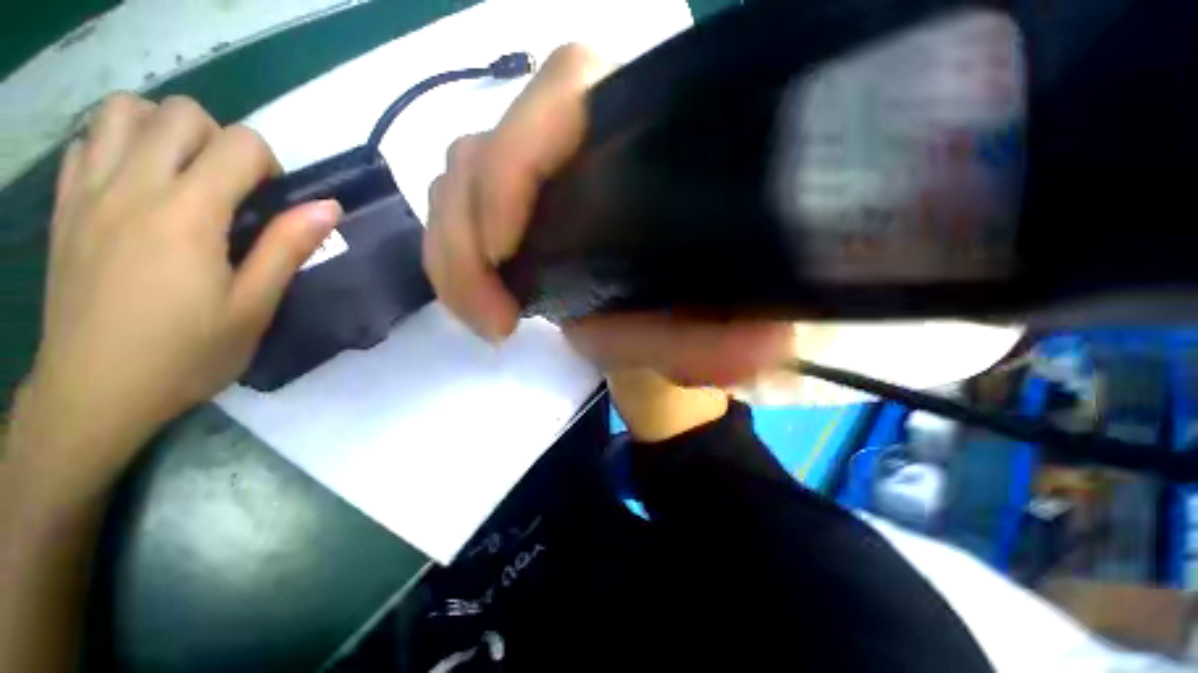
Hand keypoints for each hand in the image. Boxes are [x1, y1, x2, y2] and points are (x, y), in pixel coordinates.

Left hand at [25, 93, 340, 455]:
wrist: (93, 393)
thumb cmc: (182, 356)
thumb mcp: (252, 309)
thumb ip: (288, 249)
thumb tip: (329, 207)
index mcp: (188, 214)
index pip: (240, 144)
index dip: (266, 162)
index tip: (266, 200)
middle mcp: (134, 186)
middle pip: (182, 112)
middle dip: (216, 136)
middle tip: (222, 183)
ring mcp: (90, 192)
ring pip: (124, 111)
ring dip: (158, 127)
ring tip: (173, 168)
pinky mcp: (64, 207)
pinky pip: (85, 142)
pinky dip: (113, 144)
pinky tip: (128, 181)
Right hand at [424, 44, 792, 386]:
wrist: (658, 342)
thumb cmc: (683, 329)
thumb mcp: (701, 337)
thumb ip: (718, 341)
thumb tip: (764, 345)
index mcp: (647, 147)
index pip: (569, 89)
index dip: (522, 156)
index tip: (511, 251)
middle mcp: (587, 146)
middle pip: (493, 138)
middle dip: (471, 228)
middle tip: (496, 314)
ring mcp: (542, 178)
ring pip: (460, 173)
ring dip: (454, 250)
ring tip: (488, 317)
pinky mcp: (516, 212)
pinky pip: (454, 210)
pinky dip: (450, 258)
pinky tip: (478, 303)